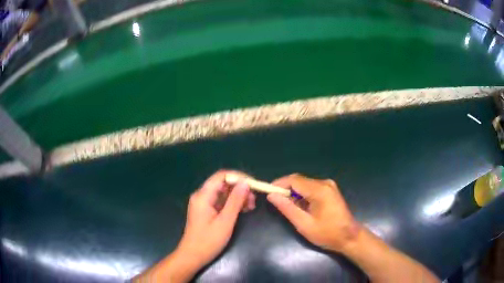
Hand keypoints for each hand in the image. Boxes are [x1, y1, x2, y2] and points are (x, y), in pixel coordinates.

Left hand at [135, 170, 254, 281]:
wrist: (192, 256)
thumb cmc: (208, 241)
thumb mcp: (225, 222)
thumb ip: (235, 201)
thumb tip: (245, 183)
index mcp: (203, 196)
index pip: (222, 176)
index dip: (238, 177)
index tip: (253, 184)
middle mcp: (202, 196)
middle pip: (223, 184)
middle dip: (239, 188)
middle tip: (253, 199)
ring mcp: (203, 203)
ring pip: (223, 193)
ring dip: (237, 196)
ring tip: (251, 206)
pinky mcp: (206, 211)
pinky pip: (221, 201)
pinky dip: (232, 204)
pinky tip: (243, 210)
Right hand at [267, 174, 359, 252]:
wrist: (350, 237)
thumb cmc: (327, 233)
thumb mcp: (304, 224)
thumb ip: (287, 208)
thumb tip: (271, 196)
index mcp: (320, 190)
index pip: (294, 180)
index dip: (279, 184)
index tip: (267, 192)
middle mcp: (325, 183)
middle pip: (299, 180)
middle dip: (285, 189)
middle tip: (275, 202)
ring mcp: (329, 186)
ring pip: (304, 184)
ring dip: (294, 193)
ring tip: (287, 207)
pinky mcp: (330, 190)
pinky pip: (311, 188)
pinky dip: (302, 195)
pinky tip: (300, 207)